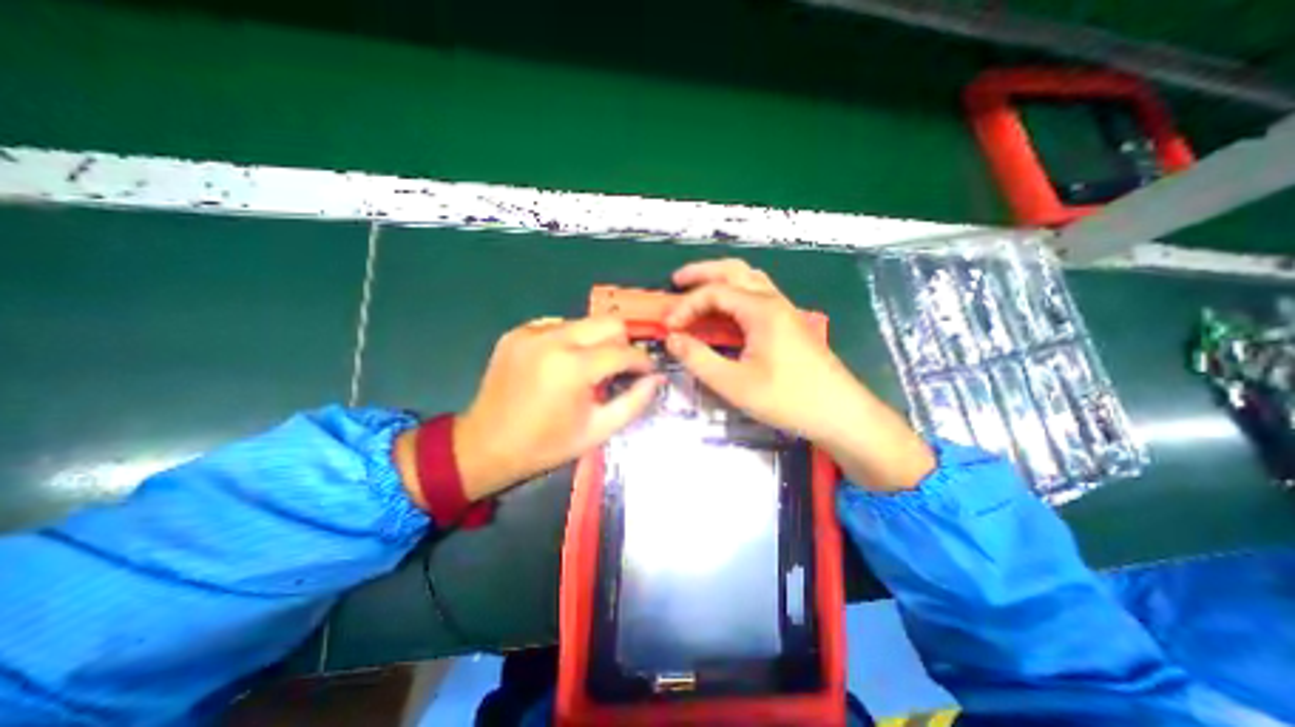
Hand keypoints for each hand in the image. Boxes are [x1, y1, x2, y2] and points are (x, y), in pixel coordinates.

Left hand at [453, 314, 662, 502]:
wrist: (485, 446)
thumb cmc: (545, 445)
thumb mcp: (597, 431)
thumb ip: (634, 402)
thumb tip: (655, 379)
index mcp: (573, 367)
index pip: (624, 351)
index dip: (643, 361)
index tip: (648, 372)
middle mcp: (553, 339)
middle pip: (608, 322)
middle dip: (622, 344)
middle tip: (620, 369)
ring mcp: (531, 332)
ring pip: (584, 322)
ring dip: (596, 342)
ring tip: (588, 369)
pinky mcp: (517, 333)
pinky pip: (558, 326)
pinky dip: (570, 341)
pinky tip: (562, 364)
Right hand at [666, 257, 929, 491]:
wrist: (841, 414)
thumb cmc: (788, 399)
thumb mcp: (735, 384)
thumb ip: (699, 359)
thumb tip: (672, 339)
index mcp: (761, 310)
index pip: (714, 292)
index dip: (686, 306)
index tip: (668, 328)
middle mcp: (773, 301)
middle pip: (734, 270)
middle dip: (702, 272)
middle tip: (676, 281)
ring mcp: (785, 310)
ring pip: (749, 279)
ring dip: (721, 278)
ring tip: (699, 288)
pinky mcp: (789, 323)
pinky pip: (758, 294)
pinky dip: (736, 292)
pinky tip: (728, 309)